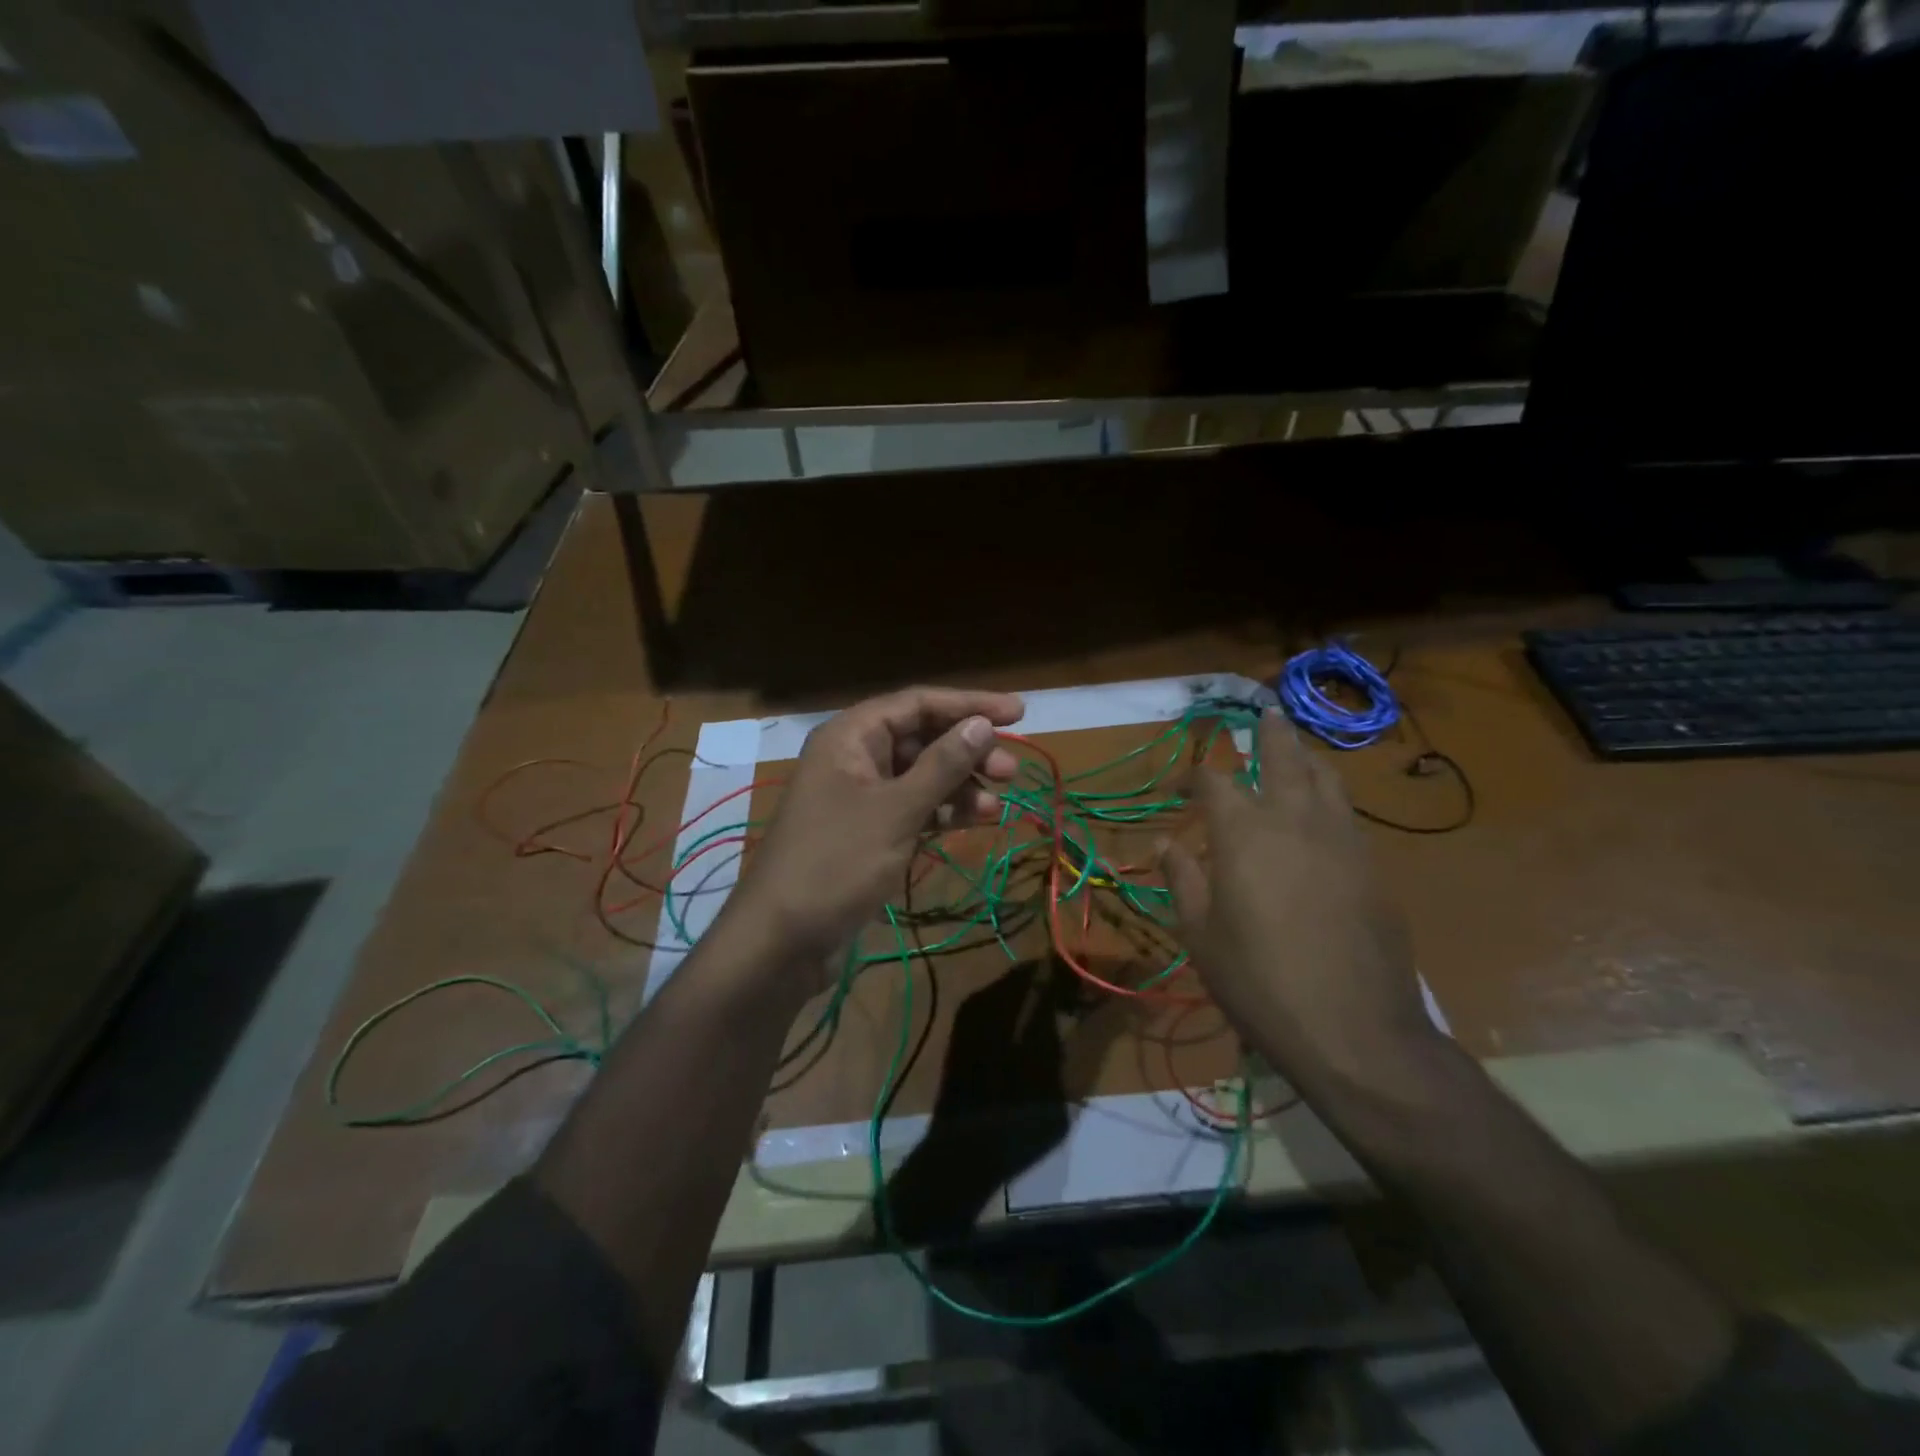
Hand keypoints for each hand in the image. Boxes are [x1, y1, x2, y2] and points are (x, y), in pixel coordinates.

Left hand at [724, 687, 1024, 969]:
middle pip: (922, 738)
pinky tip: (974, 821)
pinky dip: (943, 812)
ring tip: (996, 807)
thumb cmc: (837, 862)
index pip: (918, 703)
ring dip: (960, 786)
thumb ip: (942, 765)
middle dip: (968, 751)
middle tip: (1011, 771)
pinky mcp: (869, 831)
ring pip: (922, 776)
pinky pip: (913, 807)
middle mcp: (855, 757)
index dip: (969, 705)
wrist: (782, 939)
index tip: (1018, 713)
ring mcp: (861, 796)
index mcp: (851, 736)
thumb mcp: (896, 810)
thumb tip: (981, 724)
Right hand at [1161, 710, 1436, 1089]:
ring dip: (1307, 758)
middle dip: (1269, 733)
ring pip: (1326, 779)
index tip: (1182, 784)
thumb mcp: (1201, 935)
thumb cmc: (1259, 982)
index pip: (1214, 782)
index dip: (1195, 775)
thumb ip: (1181, 880)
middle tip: (1265, 712)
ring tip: (1298, 752)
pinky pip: (1347, 814)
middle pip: (1282, 757)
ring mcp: (1341, 840)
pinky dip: (1330, 799)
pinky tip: (1323, 814)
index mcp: (1243, 833)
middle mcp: (1294, 820)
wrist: (1354, 1030)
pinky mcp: (1373, 866)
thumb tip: (1164, 843)